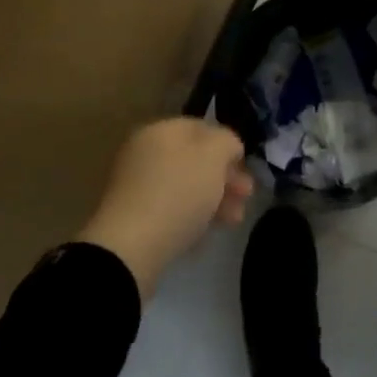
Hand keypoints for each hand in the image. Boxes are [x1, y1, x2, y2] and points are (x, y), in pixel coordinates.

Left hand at [75, 118, 252, 298]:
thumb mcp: (215, 154)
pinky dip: (192, 217)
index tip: (246, 167)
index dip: (228, 145)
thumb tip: (227, 147)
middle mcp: (145, 153)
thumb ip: (227, 142)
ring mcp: (136, 187)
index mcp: (161, 130)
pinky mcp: (133, 219)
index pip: (202, 128)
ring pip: (186, 187)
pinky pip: (171, 210)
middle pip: (195, 159)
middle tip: (246, 195)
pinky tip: (207, 233)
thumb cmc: (178, 191)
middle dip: (225, 177)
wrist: (131, 248)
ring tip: (234, 219)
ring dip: (214, 199)